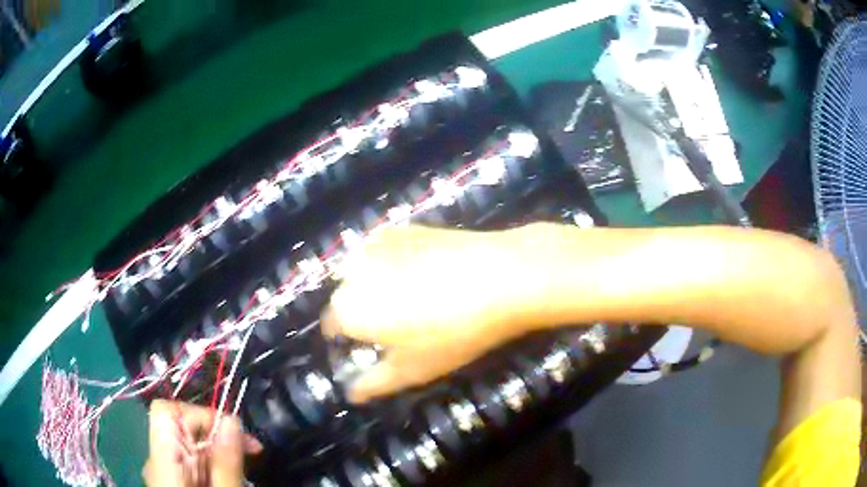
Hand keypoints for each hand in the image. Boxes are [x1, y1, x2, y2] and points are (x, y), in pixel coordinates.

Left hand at [144, 400, 261, 486]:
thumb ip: (225, 462)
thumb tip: (231, 420)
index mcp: (162, 459)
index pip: (167, 412)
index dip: (197, 413)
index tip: (233, 432)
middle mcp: (158, 460)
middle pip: (181, 428)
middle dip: (217, 435)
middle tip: (253, 452)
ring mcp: (164, 471)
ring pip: (189, 447)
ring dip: (219, 453)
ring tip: (244, 470)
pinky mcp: (174, 481)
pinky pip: (191, 463)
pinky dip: (213, 466)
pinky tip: (228, 479)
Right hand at [322, 226, 538, 402]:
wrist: (502, 275)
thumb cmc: (454, 332)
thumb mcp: (413, 369)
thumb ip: (374, 383)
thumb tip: (352, 393)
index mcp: (349, 307)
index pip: (333, 325)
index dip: (349, 338)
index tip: (371, 346)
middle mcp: (353, 270)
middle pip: (347, 295)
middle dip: (363, 309)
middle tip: (399, 323)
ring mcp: (378, 243)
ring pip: (364, 270)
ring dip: (376, 283)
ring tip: (413, 296)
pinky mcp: (403, 227)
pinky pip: (384, 250)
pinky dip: (393, 262)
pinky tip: (423, 271)